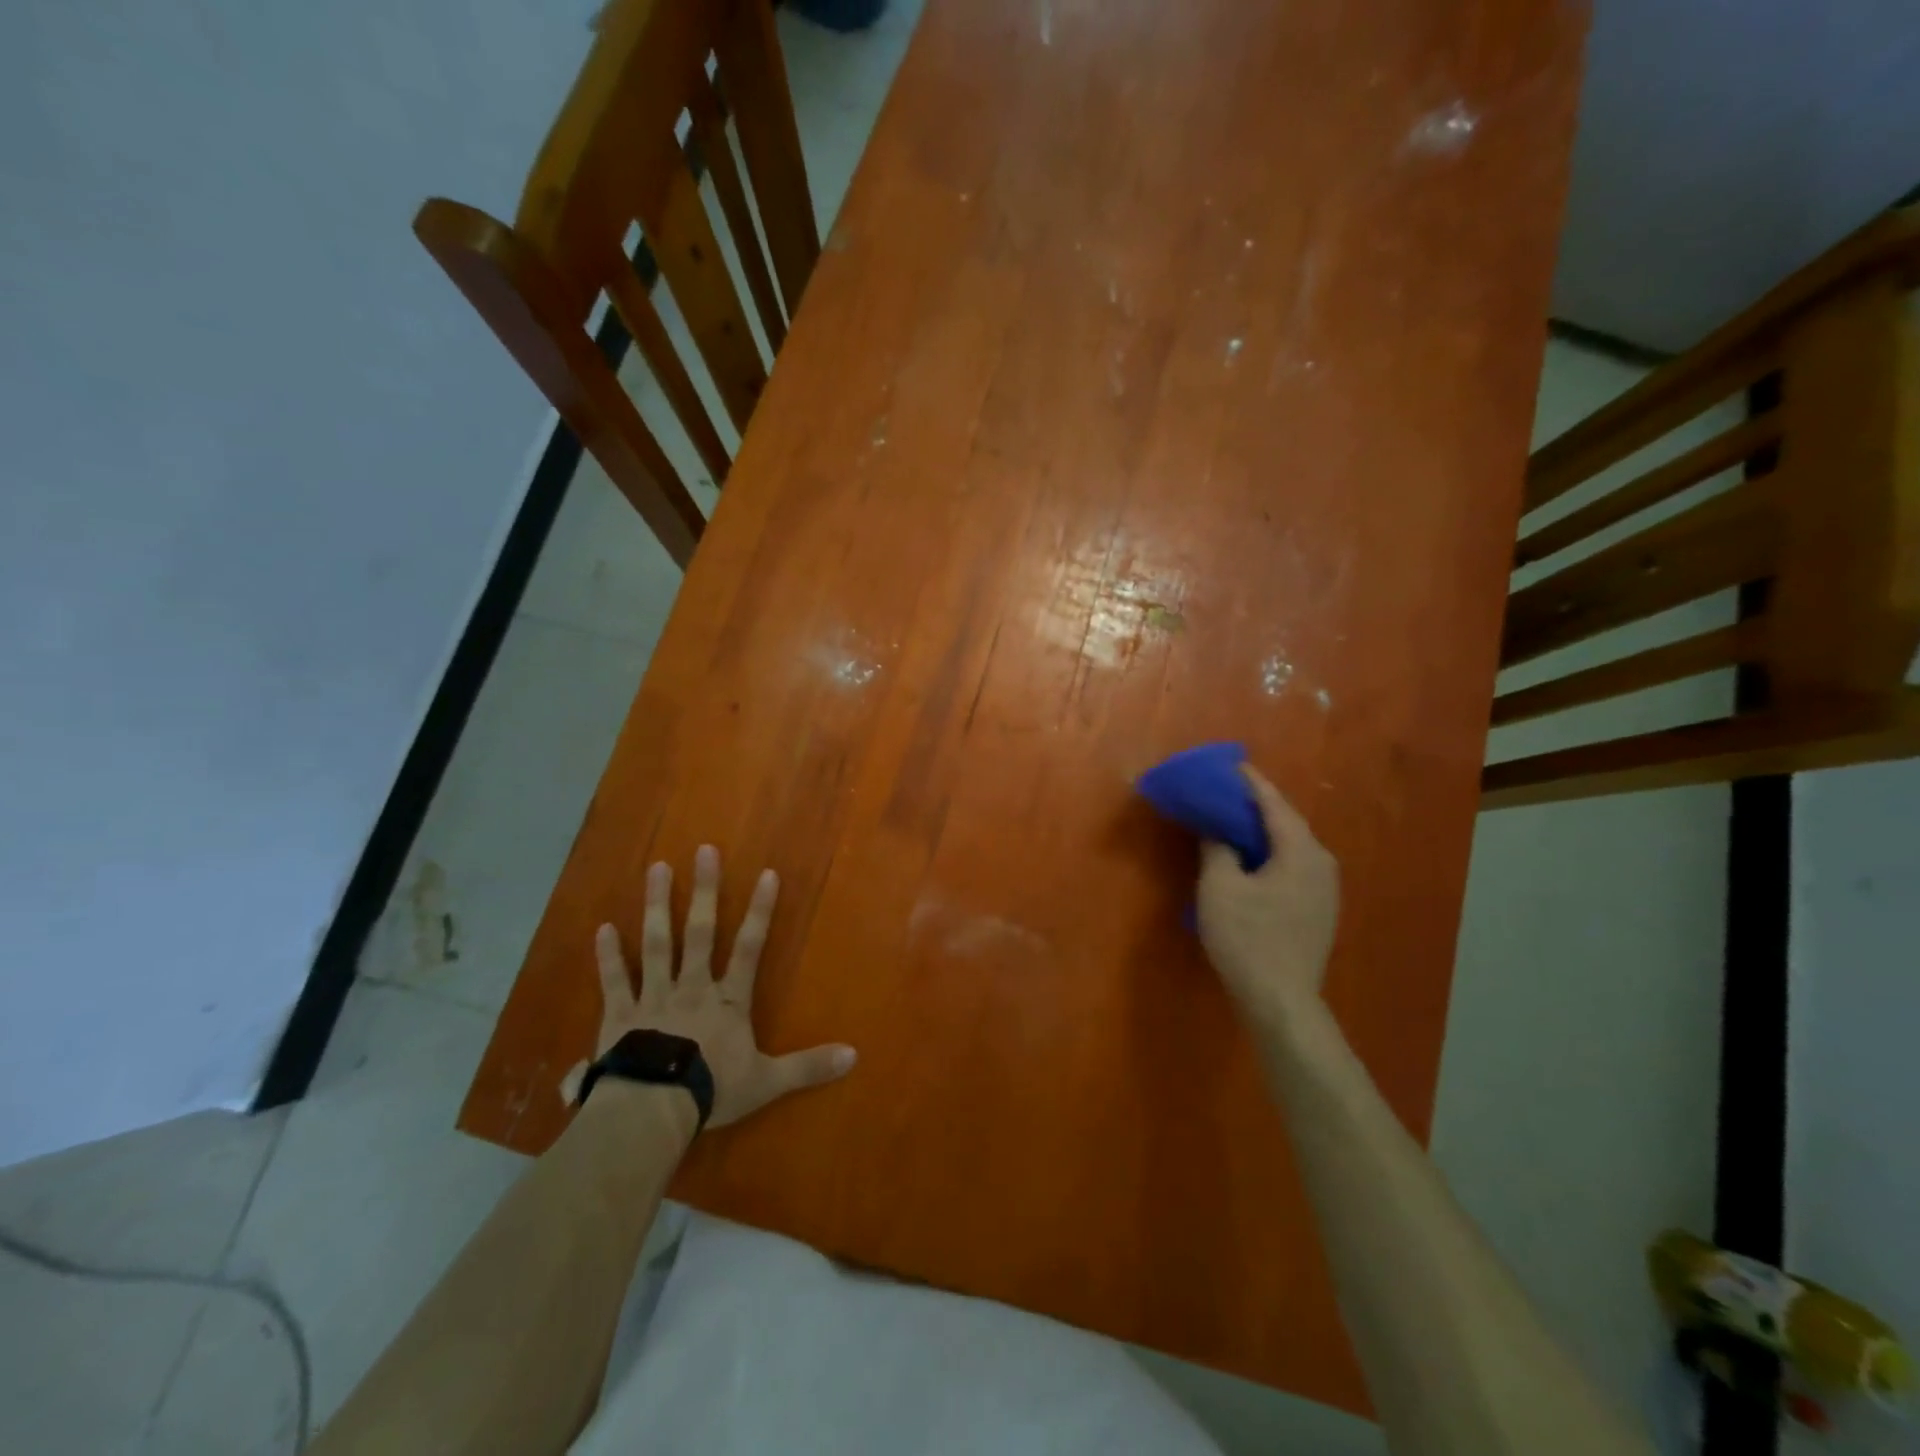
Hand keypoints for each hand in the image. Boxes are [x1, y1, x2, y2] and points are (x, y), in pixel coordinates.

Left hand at [561, 845, 856, 1128]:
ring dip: (657, 906)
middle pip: (700, 932)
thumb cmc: (712, 1092)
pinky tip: (603, 927)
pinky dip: (608, 955)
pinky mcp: (620, 1016)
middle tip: (703, 851)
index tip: (767, 874)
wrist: (651, 1112)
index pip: (750, 947)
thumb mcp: (767, 1081)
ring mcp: (654, 998)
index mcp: (728, 1001)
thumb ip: (808, 1066)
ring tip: (657, 868)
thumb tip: (854, 1057)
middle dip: (704, 891)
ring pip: (657, 944)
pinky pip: (615, 980)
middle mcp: (692, 987)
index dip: (760, 911)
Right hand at [1196, 765, 1339, 1031]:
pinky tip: (1249, 861)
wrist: (1281, 1000)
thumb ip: (1217, 849)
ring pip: (1291, 847)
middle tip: (1226, 793)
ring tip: (1233, 822)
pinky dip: (1270, 855)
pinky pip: (1292, 867)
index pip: (1274, 804)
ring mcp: (1325, 889)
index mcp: (1301, 851)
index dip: (1250, 782)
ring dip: (1263, 832)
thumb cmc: (1248, 938)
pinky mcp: (1318, 910)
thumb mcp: (1220, 888)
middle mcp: (1321, 863)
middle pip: (1286, 823)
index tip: (1231, 765)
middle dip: (1256, 806)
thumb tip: (1217, 830)